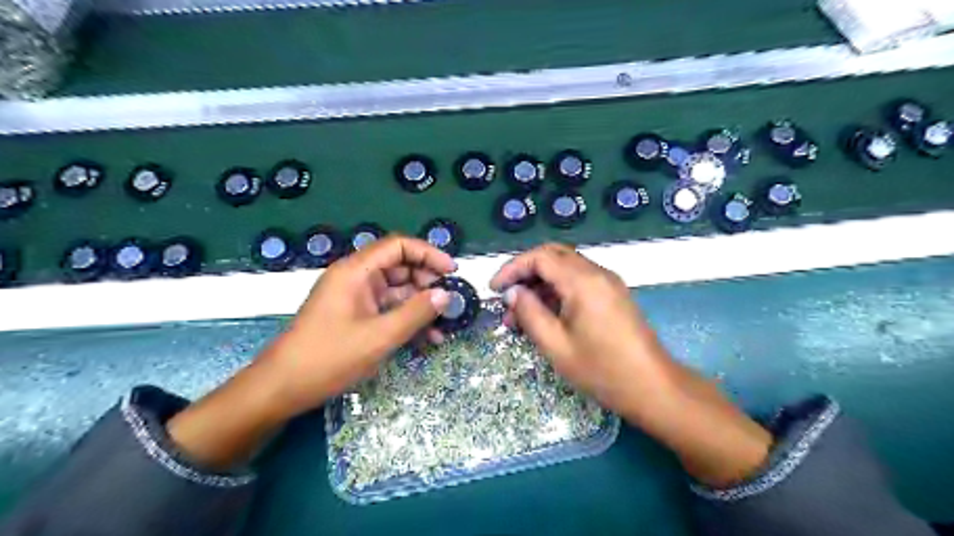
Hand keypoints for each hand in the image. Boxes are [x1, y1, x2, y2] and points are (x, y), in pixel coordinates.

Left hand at [170, 237, 454, 471]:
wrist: (282, 388)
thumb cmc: (328, 357)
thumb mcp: (379, 337)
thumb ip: (415, 313)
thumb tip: (446, 295)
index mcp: (356, 271)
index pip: (398, 246)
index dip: (428, 253)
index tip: (452, 271)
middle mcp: (357, 278)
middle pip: (400, 267)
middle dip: (428, 283)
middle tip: (451, 302)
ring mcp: (356, 298)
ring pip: (397, 291)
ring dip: (421, 306)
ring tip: (445, 325)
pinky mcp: (356, 317)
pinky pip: (388, 310)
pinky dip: (407, 320)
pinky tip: (428, 338)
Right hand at [488, 246, 770, 486]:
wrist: (652, 387)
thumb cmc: (601, 370)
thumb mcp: (556, 345)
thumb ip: (529, 313)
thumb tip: (512, 293)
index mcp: (582, 281)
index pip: (540, 257)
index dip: (512, 268)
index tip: (494, 289)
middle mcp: (597, 273)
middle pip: (553, 256)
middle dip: (525, 272)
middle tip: (506, 297)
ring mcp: (608, 283)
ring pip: (565, 269)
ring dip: (540, 285)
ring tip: (519, 316)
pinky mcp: (613, 295)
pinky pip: (578, 282)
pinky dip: (557, 292)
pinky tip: (544, 317)